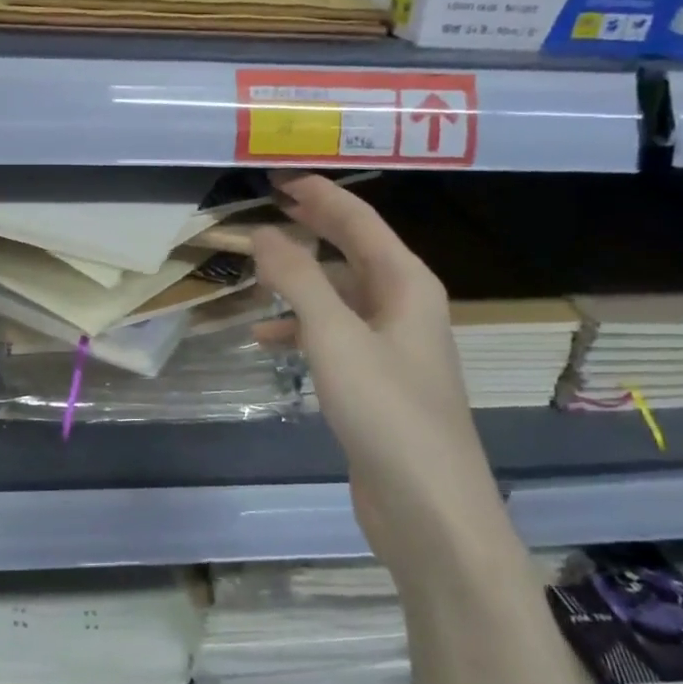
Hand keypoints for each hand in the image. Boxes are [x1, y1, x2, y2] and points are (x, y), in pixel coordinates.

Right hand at [250, 173, 504, 570]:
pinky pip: (332, 334)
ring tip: (253, 271)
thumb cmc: (387, 412)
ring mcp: (390, 345)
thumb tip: (264, 232)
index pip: (359, 220)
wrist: (429, 508)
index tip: (278, 175)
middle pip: (351, 250)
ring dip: (298, 279)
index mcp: (406, 284)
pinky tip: (265, 338)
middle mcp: (402, 305)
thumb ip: (298, 278)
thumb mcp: (335, 337)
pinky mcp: (374, 380)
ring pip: (337, 293)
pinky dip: (299, 328)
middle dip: (310, 226)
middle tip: (266, 205)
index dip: (319, 193)